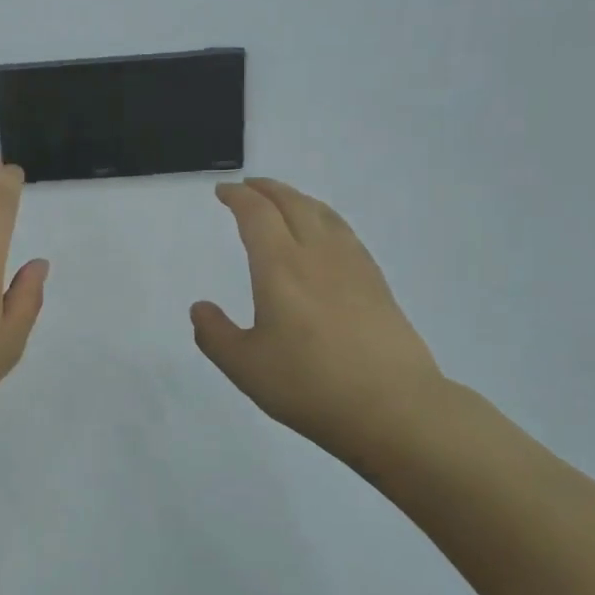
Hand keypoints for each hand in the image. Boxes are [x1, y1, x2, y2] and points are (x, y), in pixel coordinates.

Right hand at [191, 178, 446, 461]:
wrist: (394, 408)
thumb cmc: (310, 386)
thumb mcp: (246, 367)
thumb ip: (215, 335)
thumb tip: (200, 308)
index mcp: (280, 267)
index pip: (256, 214)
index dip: (238, 197)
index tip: (223, 191)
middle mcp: (316, 254)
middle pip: (292, 203)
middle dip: (267, 189)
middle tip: (249, 186)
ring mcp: (352, 266)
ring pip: (323, 214)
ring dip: (297, 198)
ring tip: (284, 201)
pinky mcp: (377, 283)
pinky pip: (345, 232)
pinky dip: (325, 218)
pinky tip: (325, 235)